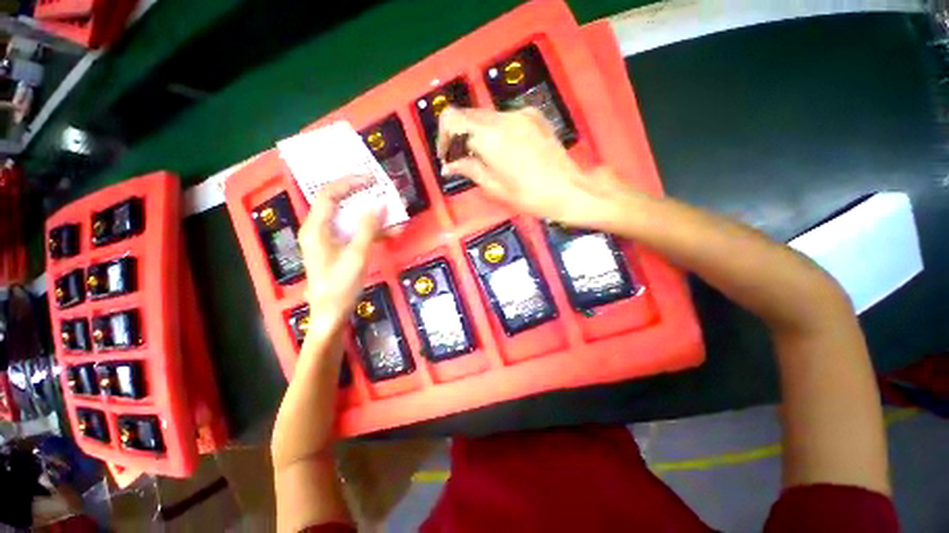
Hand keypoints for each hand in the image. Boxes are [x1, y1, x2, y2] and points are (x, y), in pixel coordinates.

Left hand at [297, 176, 384, 334]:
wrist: (331, 315)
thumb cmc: (340, 286)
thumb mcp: (357, 256)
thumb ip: (367, 228)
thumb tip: (379, 203)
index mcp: (316, 228)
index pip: (329, 194)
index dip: (350, 182)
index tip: (372, 178)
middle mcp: (318, 230)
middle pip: (337, 203)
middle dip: (360, 195)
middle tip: (382, 190)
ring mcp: (327, 240)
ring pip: (348, 218)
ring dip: (369, 214)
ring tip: (391, 212)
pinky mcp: (336, 249)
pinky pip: (353, 232)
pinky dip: (370, 230)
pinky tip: (389, 232)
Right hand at [437, 107, 643, 227]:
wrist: (571, 189)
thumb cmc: (532, 196)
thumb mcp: (495, 188)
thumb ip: (469, 169)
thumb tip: (449, 165)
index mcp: (490, 137)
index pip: (452, 119)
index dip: (444, 137)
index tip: (448, 155)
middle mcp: (504, 118)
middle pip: (468, 115)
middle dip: (459, 136)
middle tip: (462, 160)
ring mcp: (521, 114)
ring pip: (486, 117)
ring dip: (477, 134)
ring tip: (483, 159)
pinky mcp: (534, 116)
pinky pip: (504, 119)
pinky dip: (495, 132)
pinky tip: (504, 152)